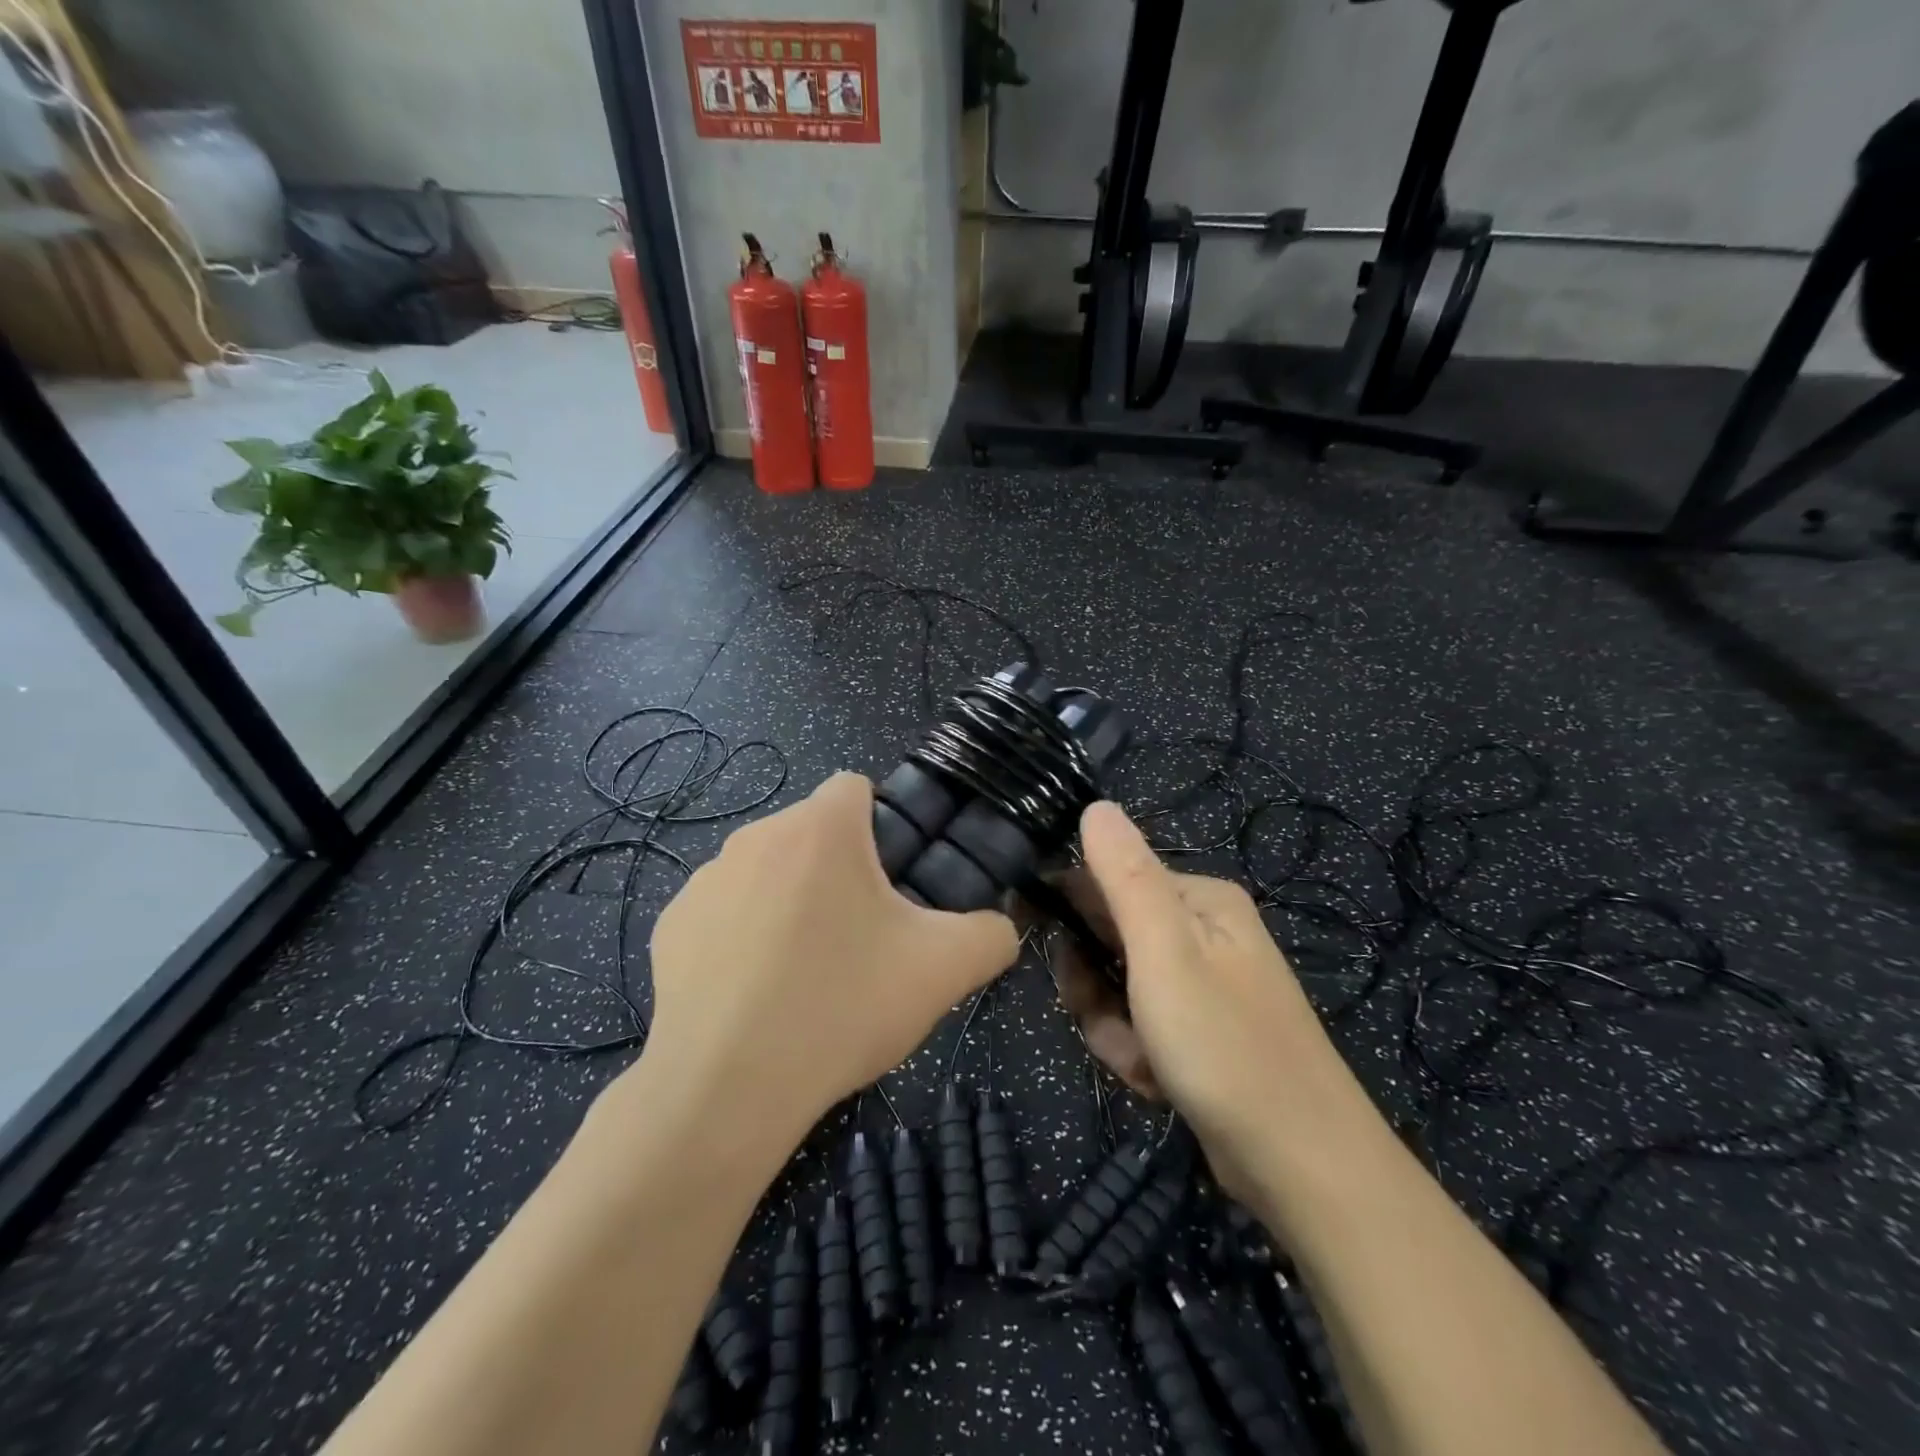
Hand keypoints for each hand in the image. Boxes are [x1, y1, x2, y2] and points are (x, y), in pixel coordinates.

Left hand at [640, 772, 1019, 1152]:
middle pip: (814, 833)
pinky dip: (744, 936)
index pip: (856, 786)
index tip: (892, 883)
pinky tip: (754, 993)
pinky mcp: (671, 925)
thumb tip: (998, 929)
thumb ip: (992, 934)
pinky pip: (725, 911)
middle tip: (861, 939)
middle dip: (840, 870)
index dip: (883, 826)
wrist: (727, 1089)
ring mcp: (705, 880)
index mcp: (820, 828)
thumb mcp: (944, 970)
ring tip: (806, 974)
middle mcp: (756, 835)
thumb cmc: (842, 1007)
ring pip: (768, 871)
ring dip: (792, 901)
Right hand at [1052, 801, 1352, 1204]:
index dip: (1069, 913)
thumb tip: (1096, 805)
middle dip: (1096, 988)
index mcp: (1198, 899)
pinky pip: (1140, 1026)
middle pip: (1109, 938)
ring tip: (1142, 1063)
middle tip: (1113, 1024)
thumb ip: (1125, 875)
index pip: (1106, 880)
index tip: (1052, 956)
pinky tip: (1156, 1084)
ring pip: (1117, 989)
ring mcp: (1204, 985)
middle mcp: (1203, 932)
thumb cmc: (1225, 1046)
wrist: (1303, 1166)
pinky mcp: (1202, 1032)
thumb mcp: (1164, 951)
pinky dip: (1136, 1054)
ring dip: (1114, 1028)